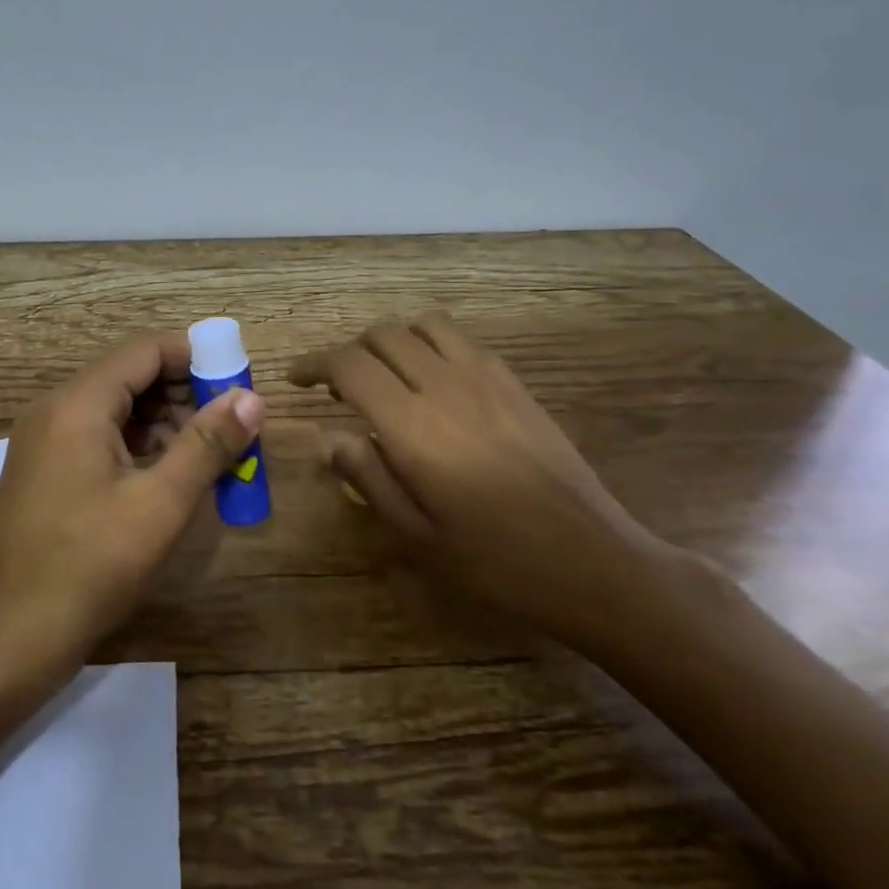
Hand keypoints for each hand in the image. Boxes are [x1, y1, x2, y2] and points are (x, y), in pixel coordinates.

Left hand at [0, 331, 263, 705]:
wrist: (5, 642)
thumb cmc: (87, 568)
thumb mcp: (159, 506)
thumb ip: (207, 445)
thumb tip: (251, 398)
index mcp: (77, 404)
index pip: (144, 350)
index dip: (195, 358)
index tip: (237, 384)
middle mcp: (55, 411)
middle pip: (129, 376)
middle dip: (184, 393)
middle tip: (231, 427)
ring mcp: (45, 443)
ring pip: (116, 409)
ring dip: (165, 422)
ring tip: (210, 456)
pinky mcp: (45, 474)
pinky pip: (99, 439)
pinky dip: (139, 447)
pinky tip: (171, 477)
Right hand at [290, 311, 667, 648]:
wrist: (593, 562)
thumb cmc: (496, 562)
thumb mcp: (417, 537)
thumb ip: (368, 478)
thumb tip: (331, 436)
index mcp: (413, 426)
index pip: (349, 365)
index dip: (314, 363)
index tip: (296, 378)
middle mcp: (446, 386)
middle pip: (382, 335)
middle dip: (349, 351)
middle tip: (339, 388)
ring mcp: (486, 378)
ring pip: (423, 325)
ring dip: (392, 340)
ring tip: (386, 376)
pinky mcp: (515, 383)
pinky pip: (462, 339)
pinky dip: (431, 344)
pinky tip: (434, 382)